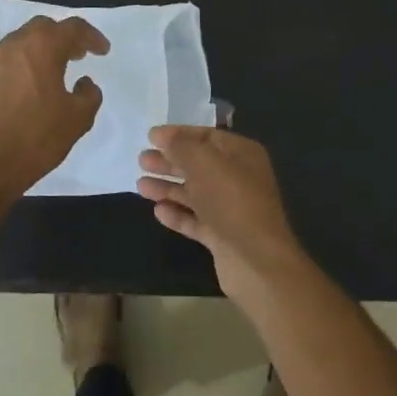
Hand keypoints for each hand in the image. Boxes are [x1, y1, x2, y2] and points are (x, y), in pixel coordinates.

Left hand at [0, 16, 108, 196]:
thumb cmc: (36, 138)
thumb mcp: (78, 119)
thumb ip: (89, 94)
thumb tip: (84, 83)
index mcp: (41, 48)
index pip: (72, 28)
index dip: (91, 36)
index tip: (102, 50)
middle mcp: (12, 47)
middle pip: (41, 28)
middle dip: (62, 37)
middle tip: (77, 55)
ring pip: (18, 45)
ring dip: (38, 52)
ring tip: (50, 73)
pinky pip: (2, 66)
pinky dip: (18, 70)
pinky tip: (23, 93)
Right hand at [136, 126, 305, 303]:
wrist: (256, 260)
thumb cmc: (231, 201)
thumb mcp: (204, 163)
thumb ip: (181, 146)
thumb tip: (163, 135)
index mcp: (242, 155)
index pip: (207, 136)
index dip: (178, 134)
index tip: (150, 136)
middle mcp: (239, 179)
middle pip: (199, 165)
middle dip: (170, 161)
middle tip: (141, 160)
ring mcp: (231, 209)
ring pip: (195, 193)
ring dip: (168, 188)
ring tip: (140, 186)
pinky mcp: (222, 237)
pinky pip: (196, 220)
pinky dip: (177, 214)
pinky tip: (158, 211)